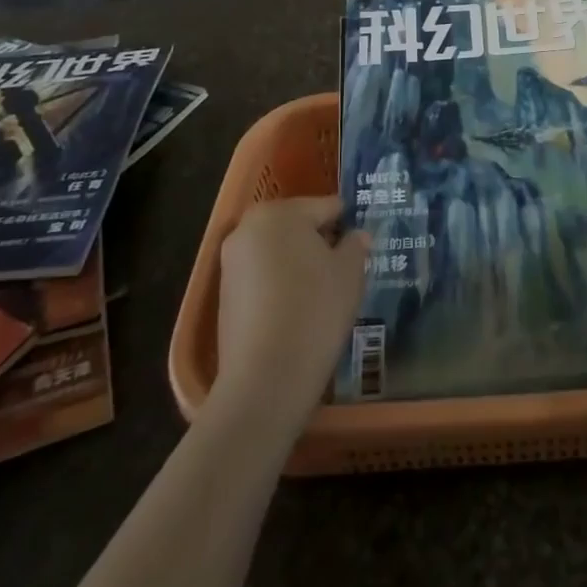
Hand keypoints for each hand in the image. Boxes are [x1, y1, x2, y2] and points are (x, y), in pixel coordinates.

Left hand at [214, 195, 368, 426]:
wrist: (266, 378)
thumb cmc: (315, 310)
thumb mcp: (350, 273)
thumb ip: (355, 246)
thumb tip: (356, 236)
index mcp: (280, 212)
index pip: (326, 207)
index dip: (348, 226)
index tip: (362, 247)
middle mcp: (248, 228)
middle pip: (297, 226)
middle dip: (320, 243)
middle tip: (344, 271)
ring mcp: (230, 262)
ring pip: (278, 253)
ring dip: (299, 265)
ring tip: (324, 294)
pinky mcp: (224, 295)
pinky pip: (261, 278)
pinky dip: (280, 286)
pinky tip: (299, 312)